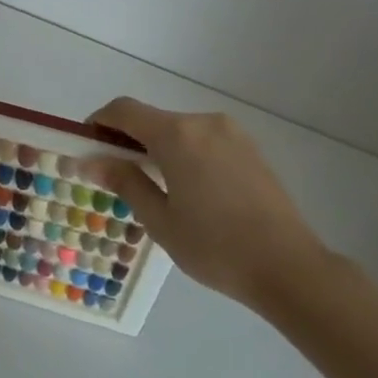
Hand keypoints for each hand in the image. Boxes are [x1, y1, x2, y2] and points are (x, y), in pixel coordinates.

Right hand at [90, 98, 327, 308]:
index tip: (87, 145)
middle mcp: (203, 122)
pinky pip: (204, 139)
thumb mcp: (160, 219)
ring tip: (156, 188)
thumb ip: (124, 181)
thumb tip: (89, 159)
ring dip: (158, 147)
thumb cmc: (216, 247)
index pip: (124, 110)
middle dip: (129, 139)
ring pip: (179, 130)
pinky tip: (190, 189)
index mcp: (176, 135)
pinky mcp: (250, 147)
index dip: (100, 121)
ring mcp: (231, 132)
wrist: (290, 267)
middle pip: (153, 119)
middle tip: (117, 175)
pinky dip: (185, 152)